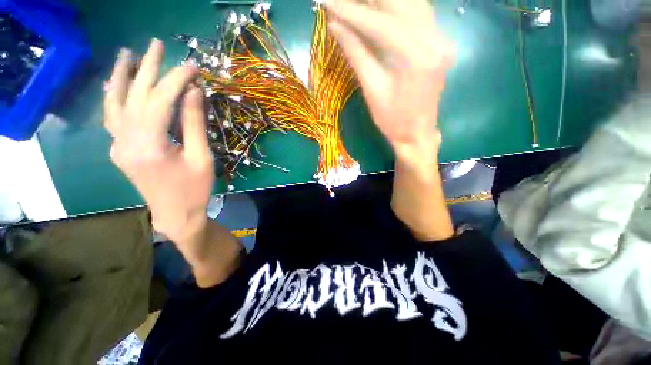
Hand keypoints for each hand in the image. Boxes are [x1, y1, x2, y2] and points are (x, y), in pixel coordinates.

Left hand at [103, 39, 213, 243]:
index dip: (177, 80)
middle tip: (158, 45)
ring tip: (127, 54)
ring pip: (116, 103)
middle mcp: (126, 141)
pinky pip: (112, 118)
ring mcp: (118, 145)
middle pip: (135, 95)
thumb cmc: (195, 189)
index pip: (160, 100)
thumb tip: (192, 93)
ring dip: (122, 76)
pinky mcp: (119, 150)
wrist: (175, 214)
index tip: (192, 66)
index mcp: (150, 145)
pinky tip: (114, 84)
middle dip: (148, 68)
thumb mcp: (202, 158)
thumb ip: (193, 124)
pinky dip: (113, 97)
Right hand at [324, 0, 454, 163]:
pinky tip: (380, 7)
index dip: (351, 11)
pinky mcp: (440, 42)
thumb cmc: (392, 120)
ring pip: (412, 2)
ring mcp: (441, 39)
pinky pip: (418, 13)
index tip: (327, 2)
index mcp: (416, 56)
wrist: (417, 134)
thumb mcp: (372, 90)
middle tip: (342, 0)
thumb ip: (356, 53)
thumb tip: (335, 25)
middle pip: (401, 2)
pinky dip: (397, 7)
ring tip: (358, 3)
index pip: (380, 22)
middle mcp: (435, 39)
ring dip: (383, 1)